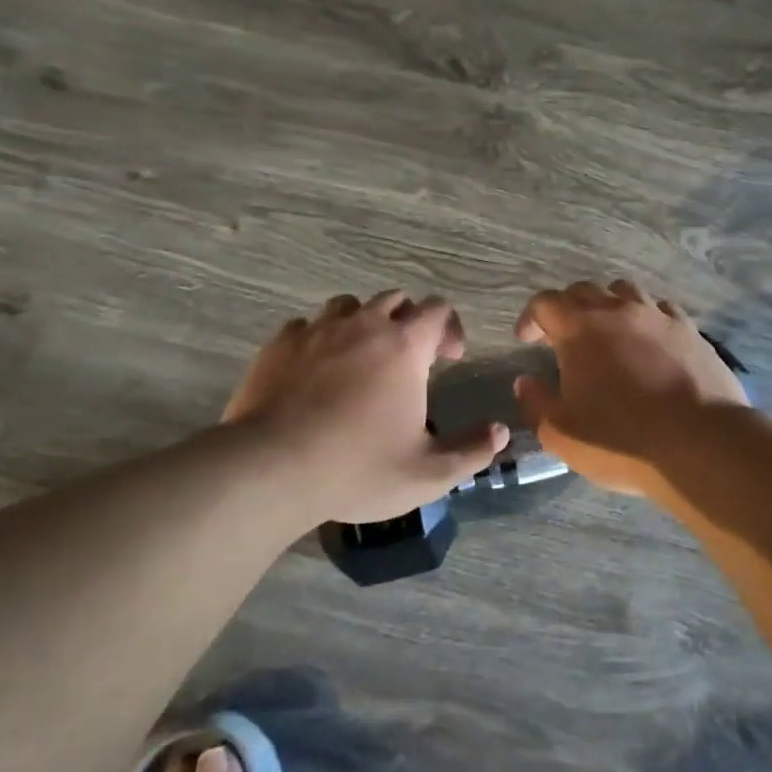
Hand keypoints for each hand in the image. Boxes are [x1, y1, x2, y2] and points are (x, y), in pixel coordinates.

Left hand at [223, 291, 507, 525]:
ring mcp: (317, 330)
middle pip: (394, 299)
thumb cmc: (358, 468)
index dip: (449, 328)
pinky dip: (318, 339)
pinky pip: (305, 326)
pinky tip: (314, 370)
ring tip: (361, 358)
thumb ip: (471, 450)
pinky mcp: (278, 344)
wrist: (271, 469)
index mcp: (404, 345)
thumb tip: (500, 431)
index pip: (437, 309)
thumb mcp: (428, 473)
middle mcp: (363, 325)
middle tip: (409, 358)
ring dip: (363, 323)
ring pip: (348, 305)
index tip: (449, 358)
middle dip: (409, 320)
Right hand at [513, 280, 748, 495]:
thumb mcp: (561, 433)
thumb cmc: (620, 439)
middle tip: (562, 337)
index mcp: (580, 329)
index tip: (527, 339)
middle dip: (567, 309)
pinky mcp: (691, 331)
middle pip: (584, 291)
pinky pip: (662, 310)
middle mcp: (618, 311)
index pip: (545, 303)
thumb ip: (536, 402)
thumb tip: (525, 382)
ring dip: (608, 306)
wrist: (700, 444)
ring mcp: (658, 317)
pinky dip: (646, 319)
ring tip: (607, 332)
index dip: (531, 317)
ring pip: (625, 292)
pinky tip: (649, 342)